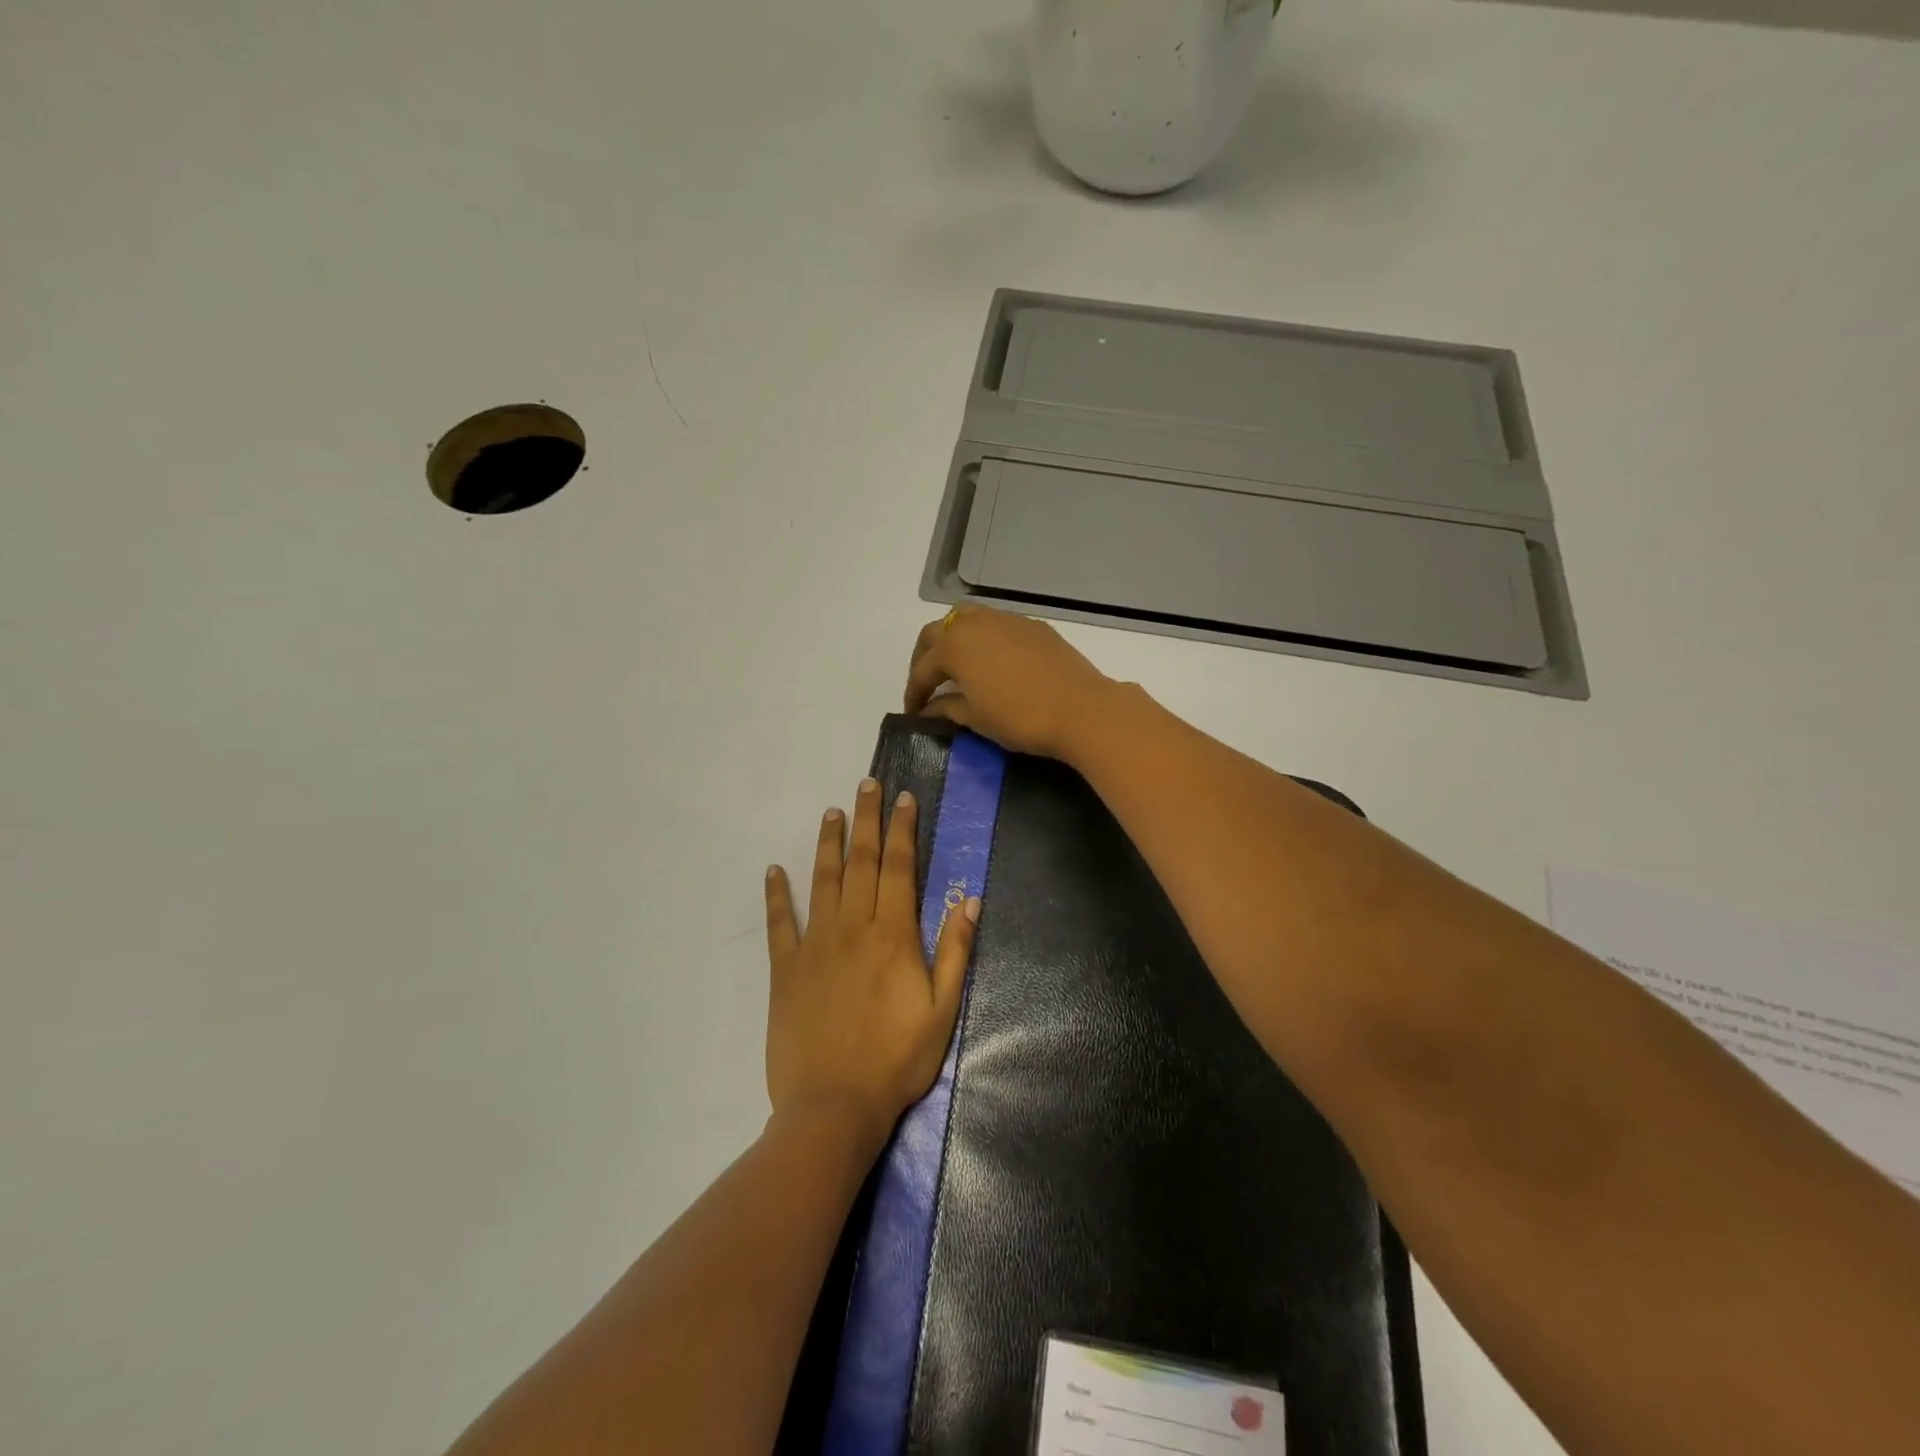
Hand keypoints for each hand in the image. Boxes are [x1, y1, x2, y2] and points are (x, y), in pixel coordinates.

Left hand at [763, 778, 979, 1146]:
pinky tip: (773, 870)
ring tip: (831, 812)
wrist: (834, 1106)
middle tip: (867, 784)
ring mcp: (815, 945)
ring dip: (828, 843)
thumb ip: (954, 951)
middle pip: (861, 861)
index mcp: (893, 934)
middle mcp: (853, 926)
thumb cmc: (896, 1060)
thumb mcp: (942, 1010)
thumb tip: (969, 900)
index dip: (902, 829)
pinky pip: (779, 923)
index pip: (899, 867)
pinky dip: (776, 894)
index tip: (904, 798)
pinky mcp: (785, 968)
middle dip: (866, 819)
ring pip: (822, 880)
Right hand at [903, 605, 1116, 760]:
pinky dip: (982, 638)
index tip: (913, 712)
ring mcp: (1006, 619)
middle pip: (936, 632)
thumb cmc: (1020, 718)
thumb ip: (947, 708)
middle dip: (925, 657)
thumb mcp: (976, 718)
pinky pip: (995, 624)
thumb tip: (930, 709)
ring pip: (966, 618)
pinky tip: (990, 661)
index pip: (922, 669)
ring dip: (952, 639)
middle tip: (926, 684)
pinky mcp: (1032, 625)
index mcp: (954, 646)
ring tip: (955, 665)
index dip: (914, 692)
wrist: (1081, 709)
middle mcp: (975, 623)